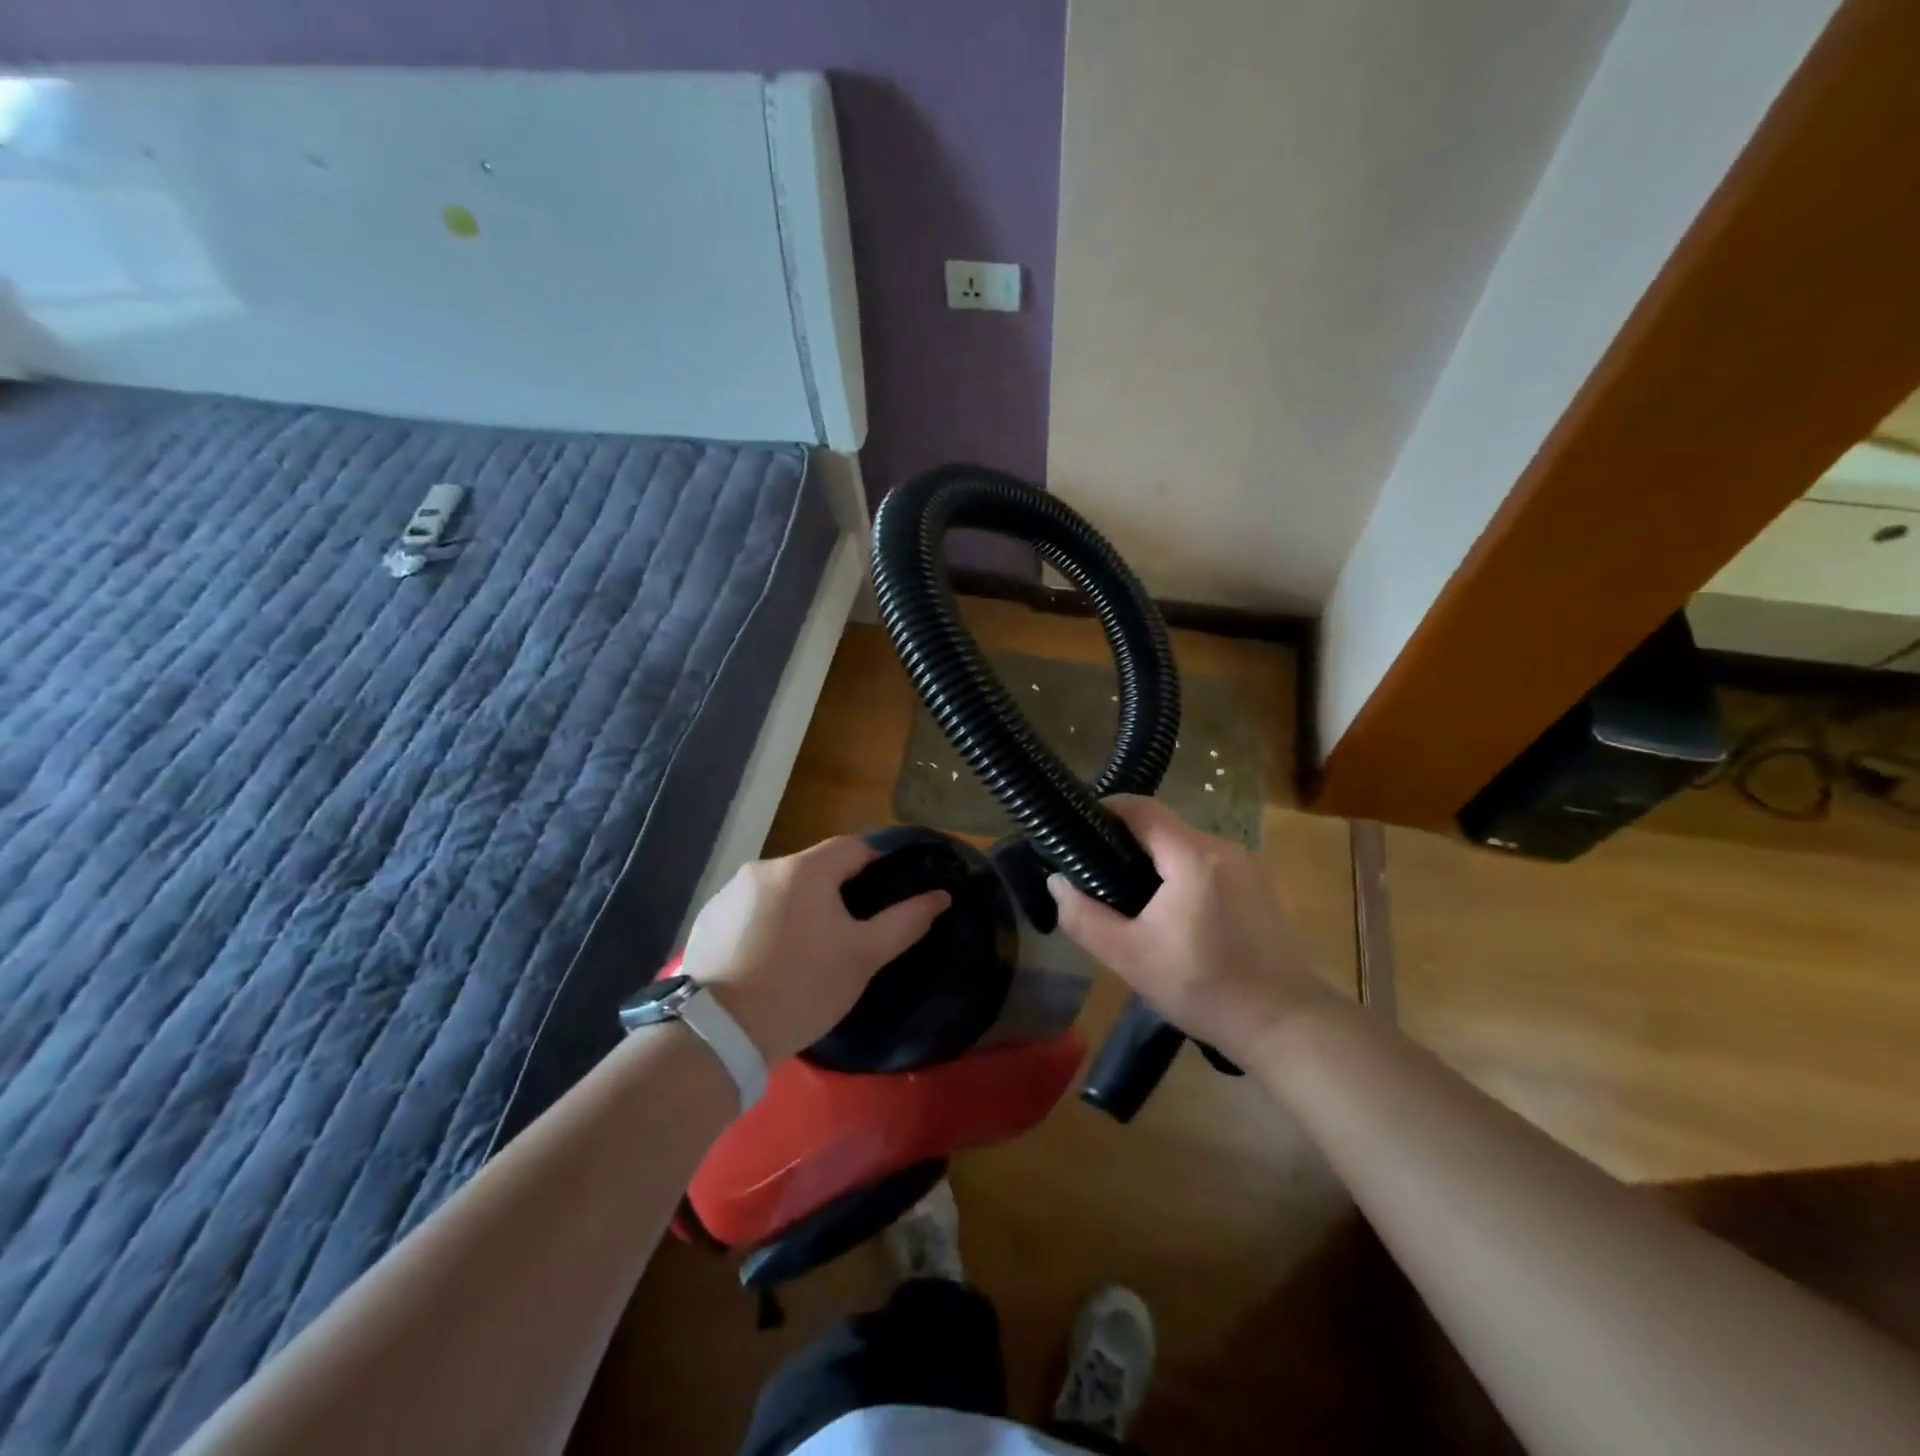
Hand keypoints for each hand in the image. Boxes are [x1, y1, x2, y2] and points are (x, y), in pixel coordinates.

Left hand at [679, 836, 949, 1062]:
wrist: (718, 1034)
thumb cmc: (802, 987)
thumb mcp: (863, 957)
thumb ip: (905, 921)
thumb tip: (941, 895)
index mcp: (804, 869)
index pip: (853, 848)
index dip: (875, 867)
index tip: (883, 900)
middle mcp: (763, 867)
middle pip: (814, 869)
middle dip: (834, 893)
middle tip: (846, 936)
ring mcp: (729, 893)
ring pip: (780, 890)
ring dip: (797, 908)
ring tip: (804, 953)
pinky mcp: (707, 919)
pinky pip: (750, 910)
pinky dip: (765, 925)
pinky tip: (767, 962)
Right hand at [1048, 795, 1333, 1061]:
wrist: (1286, 1026)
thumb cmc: (1205, 988)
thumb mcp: (1130, 958)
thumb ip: (1084, 918)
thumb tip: (1057, 882)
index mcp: (1193, 856)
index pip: (1141, 808)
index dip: (1105, 810)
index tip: (1075, 830)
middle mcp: (1223, 849)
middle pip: (1161, 829)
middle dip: (1123, 845)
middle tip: (1093, 877)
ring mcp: (1246, 867)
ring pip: (1183, 849)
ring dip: (1152, 864)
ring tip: (1125, 899)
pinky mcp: (1257, 888)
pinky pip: (1204, 867)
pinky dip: (1178, 878)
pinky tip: (1167, 916)